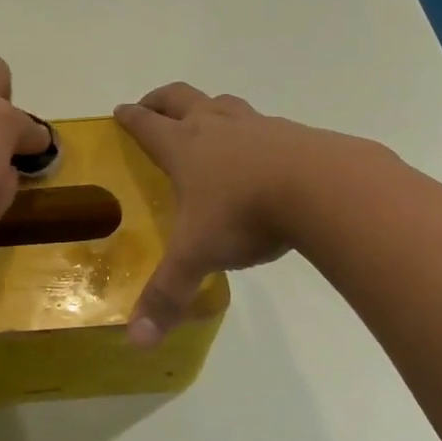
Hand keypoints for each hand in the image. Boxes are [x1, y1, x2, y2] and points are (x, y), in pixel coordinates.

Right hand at [114, 83, 369, 345]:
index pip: (147, 124)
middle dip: (161, 100)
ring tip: (206, 123)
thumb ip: (168, 295)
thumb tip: (136, 342)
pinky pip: (264, 124)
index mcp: (183, 147)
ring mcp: (256, 124)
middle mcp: (215, 126)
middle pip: (179, 97)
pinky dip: (253, 132)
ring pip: (223, 102)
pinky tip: (263, 155)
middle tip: (152, 107)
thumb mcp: (199, 256)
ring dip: (208, 108)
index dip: (130, 117)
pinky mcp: (293, 132)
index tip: (120, 111)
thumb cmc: (244, 213)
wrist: (321, 186)